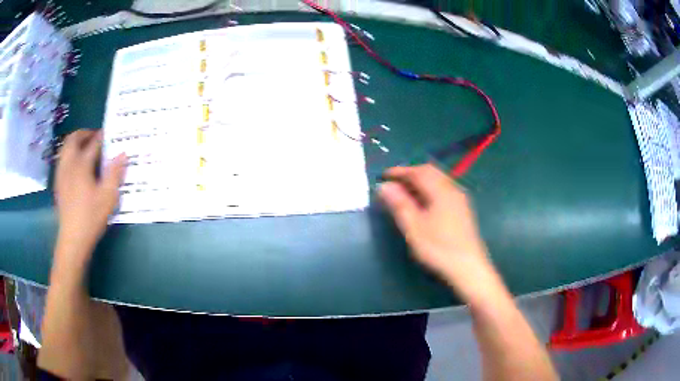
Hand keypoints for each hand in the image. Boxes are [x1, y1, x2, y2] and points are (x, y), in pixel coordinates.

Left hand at [54, 130, 126, 258]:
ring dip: (75, 142)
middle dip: (84, 133)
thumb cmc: (91, 217)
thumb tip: (123, 153)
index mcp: (81, 164)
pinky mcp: (58, 183)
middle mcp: (69, 164)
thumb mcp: (108, 197)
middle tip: (94, 137)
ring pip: (65, 148)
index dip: (102, 137)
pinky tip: (76, 166)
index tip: (109, 134)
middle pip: (73, 139)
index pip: (93, 143)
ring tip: (85, 148)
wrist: (73, 239)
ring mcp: (61, 173)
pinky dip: (69, 155)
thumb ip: (115, 173)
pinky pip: (62, 159)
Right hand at [379, 164, 493, 296]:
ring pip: (438, 180)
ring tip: (405, 194)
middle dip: (410, 174)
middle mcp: (452, 189)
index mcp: (441, 190)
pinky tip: (423, 204)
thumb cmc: (439, 248)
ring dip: (420, 182)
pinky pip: (443, 190)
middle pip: (430, 172)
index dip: (399, 172)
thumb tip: (384, 186)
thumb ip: (399, 204)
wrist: (468, 268)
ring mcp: (460, 199)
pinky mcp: (462, 209)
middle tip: (394, 184)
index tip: (383, 177)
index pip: (418, 172)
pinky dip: (429, 190)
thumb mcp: (413, 227)